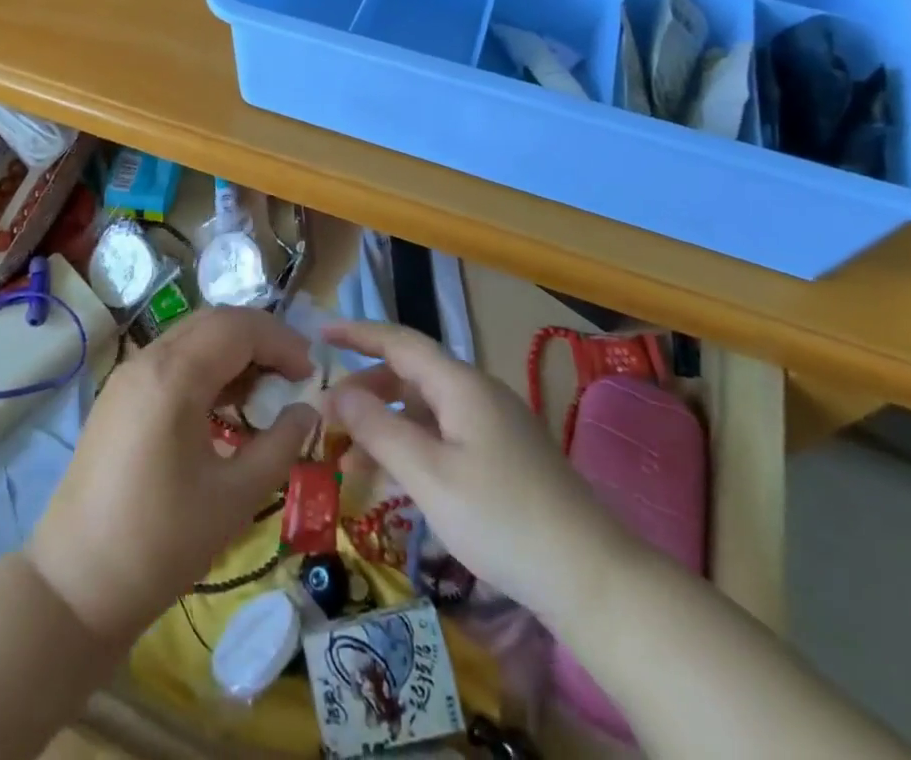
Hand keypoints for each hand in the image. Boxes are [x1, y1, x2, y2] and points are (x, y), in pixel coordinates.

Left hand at [27, 307, 318, 644]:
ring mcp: (127, 375)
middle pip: (215, 322)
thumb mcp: (234, 497)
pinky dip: (205, 366)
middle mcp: (147, 360)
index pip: (239, 328)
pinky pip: (171, 359)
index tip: (310, 374)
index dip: (281, 342)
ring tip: (264, 391)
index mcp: (174, 376)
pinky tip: (223, 405)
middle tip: (292, 374)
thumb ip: (279, 446)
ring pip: (191, 337)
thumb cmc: (161, 544)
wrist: (75, 586)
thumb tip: (306, 411)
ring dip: (232, 351)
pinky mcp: (118, 396)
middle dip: (260, 339)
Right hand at [321, 321, 635, 620]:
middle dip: (364, 391)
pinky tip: (390, 481)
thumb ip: (378, 429)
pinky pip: (442, 436)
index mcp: (460, 384)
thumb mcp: (429, 475)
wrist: (591, 577)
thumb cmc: (501, 518)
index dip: (357, 334)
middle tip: (326, 418)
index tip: (319, 334)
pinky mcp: (501, 456)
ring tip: (346, 462)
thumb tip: (334, 392)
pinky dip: (410, 448)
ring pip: (423, 410)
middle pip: (409, 375)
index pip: (399, 341)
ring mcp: (491, 425)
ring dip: (384, 427)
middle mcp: (475, 393)